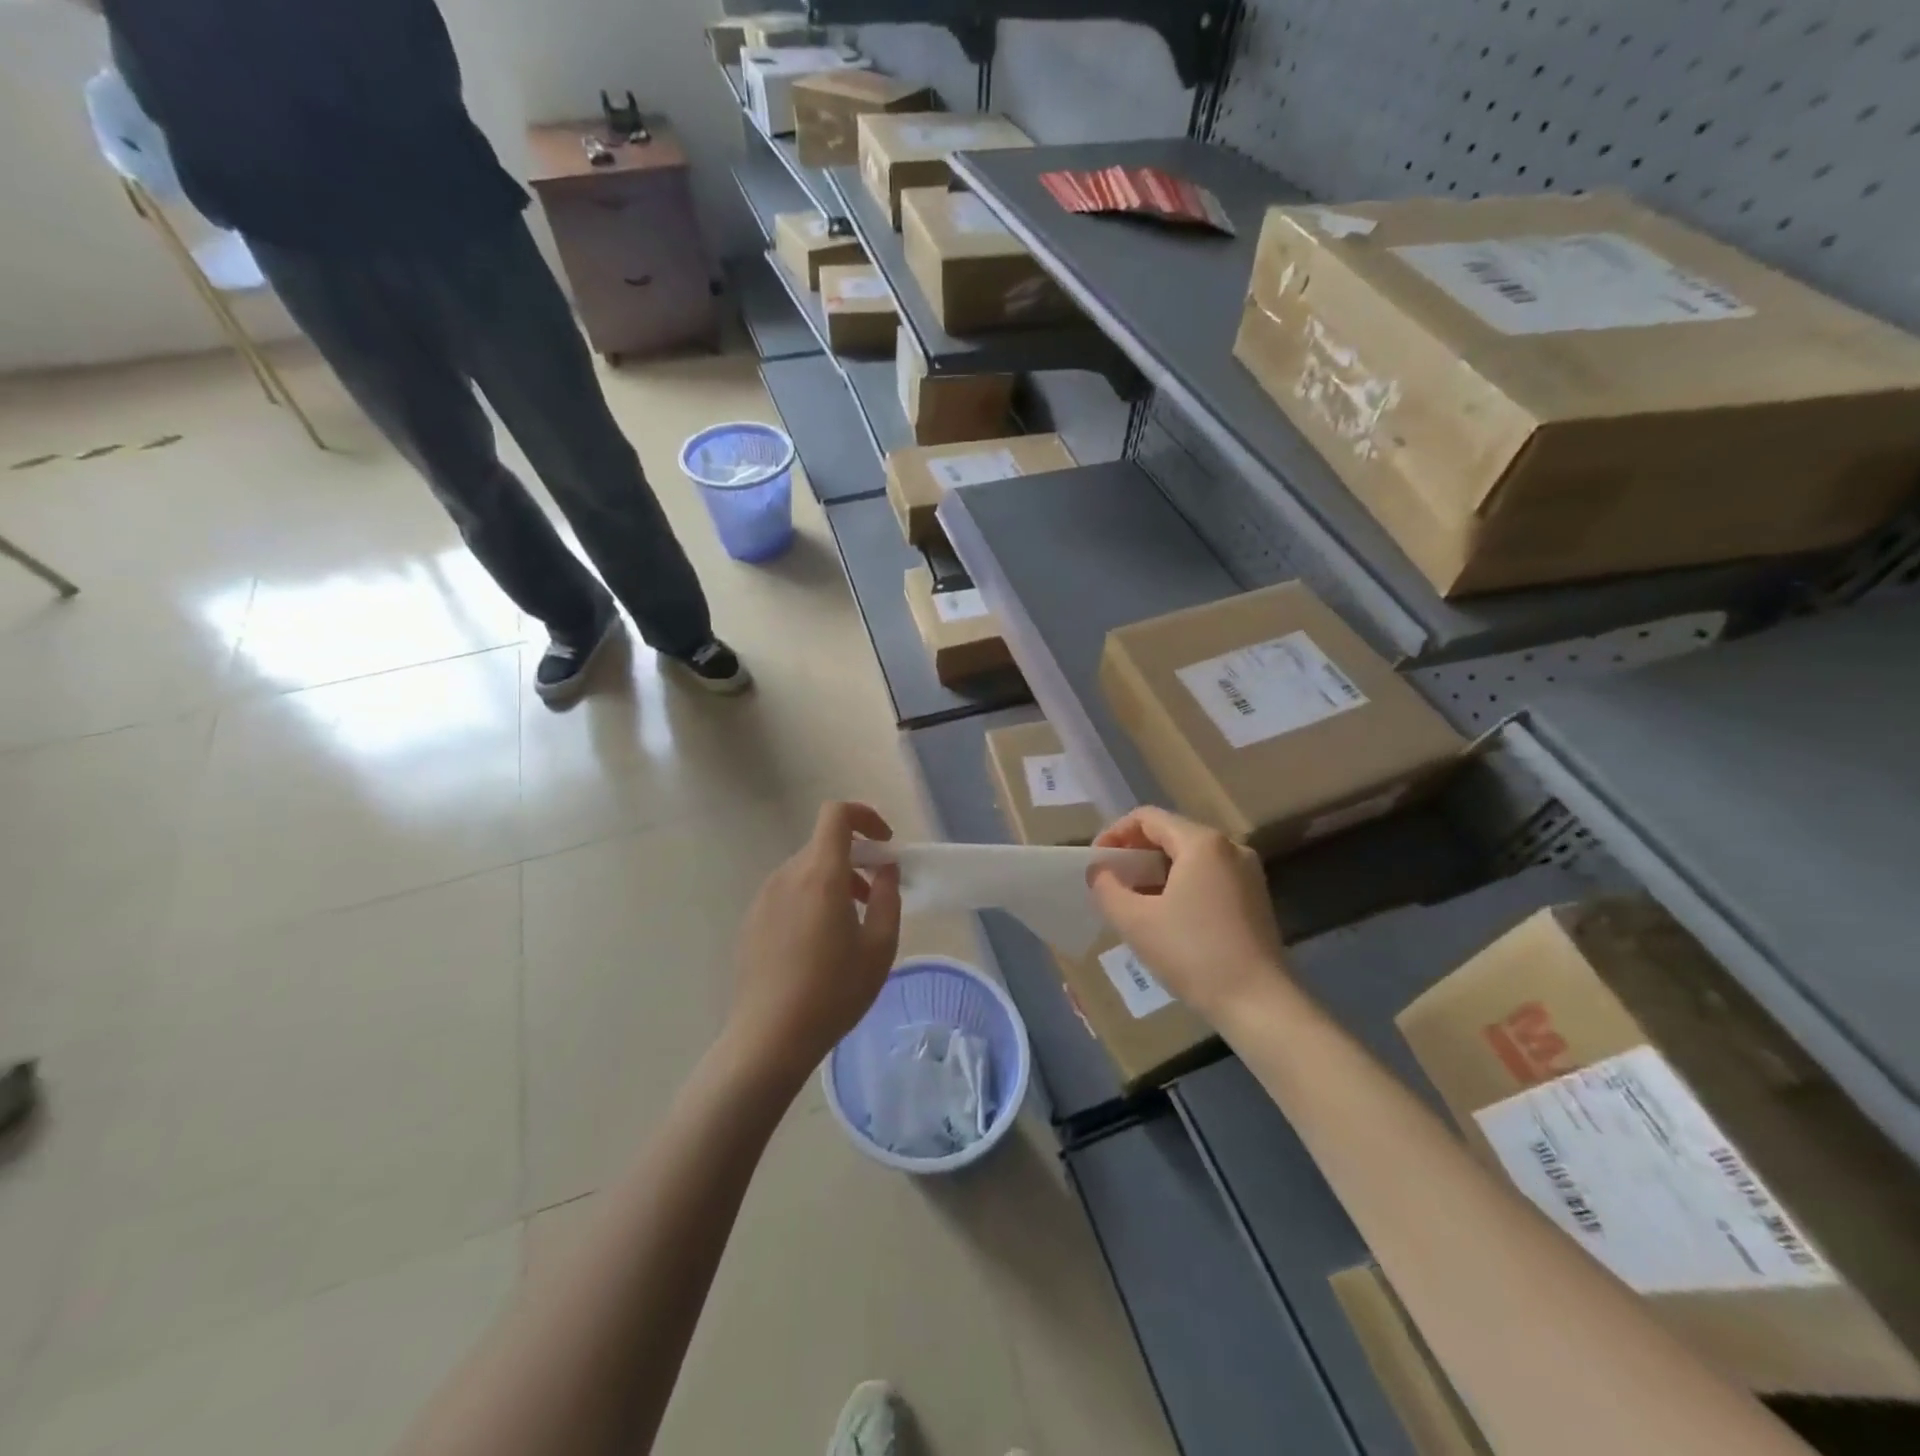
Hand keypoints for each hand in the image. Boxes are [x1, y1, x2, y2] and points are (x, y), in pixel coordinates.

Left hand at [725, 802, 902, 1085]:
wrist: (768, 1038)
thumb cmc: (833, 992)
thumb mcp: (879, 947)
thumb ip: (887, 897)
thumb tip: (884, 869)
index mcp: (820, 875)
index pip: (836, 815)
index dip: (864, 816)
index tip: (885, 844)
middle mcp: (787, 876)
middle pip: (823, 846)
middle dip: (855, 859)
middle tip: (874, 896)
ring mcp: (764, 898)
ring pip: (806, 871)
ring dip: (834, 882)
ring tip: (849, 926)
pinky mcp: (751, 921)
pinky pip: (788, 894)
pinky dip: (810, 900)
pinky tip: (818, 947)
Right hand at [1089, 806, 1288, 1022]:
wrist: (1259, 1004)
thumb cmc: (1193, 954)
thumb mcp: (1135, 921)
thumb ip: (1107, 888)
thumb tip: (1098, 871)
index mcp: (1202, 843)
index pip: (1147, 818)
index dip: (1115, 834)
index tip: (1096, 862)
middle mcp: (1229, 847)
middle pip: (1170, 833)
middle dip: (1135, 853)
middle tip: (1111, 881)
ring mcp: (1247, 872)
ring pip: (1190, 856)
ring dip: (1156, 870)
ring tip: (1133, 899)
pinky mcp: (1255, 897)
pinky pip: (1208, 875)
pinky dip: (1180, 883)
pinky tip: (1166, 914)